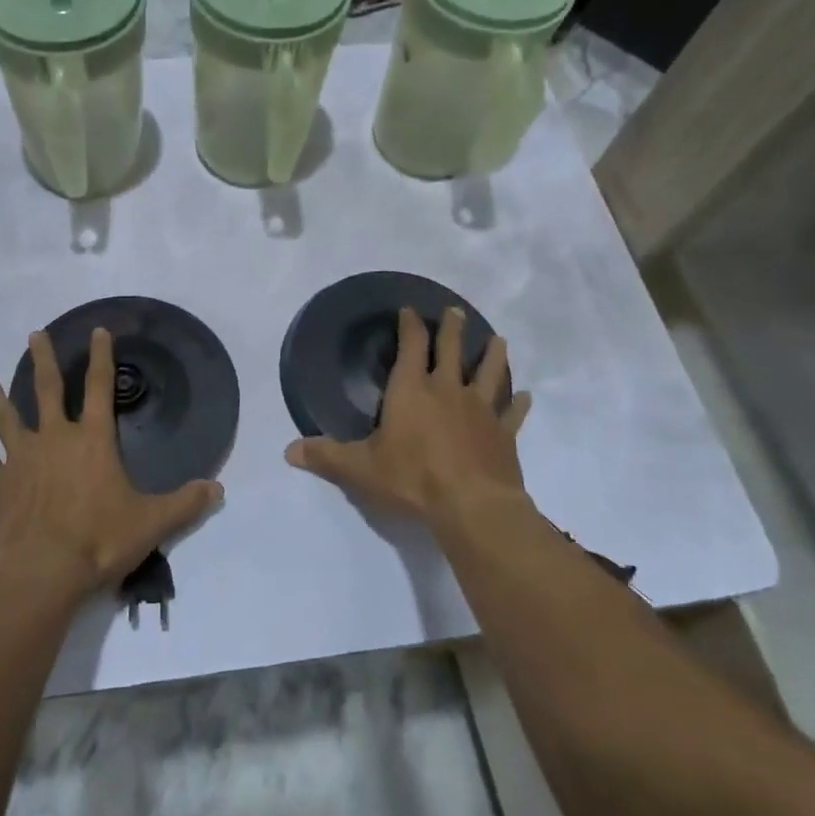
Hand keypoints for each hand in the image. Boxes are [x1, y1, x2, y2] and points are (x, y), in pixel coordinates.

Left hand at [0, 328, 222, 602]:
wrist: (43, 571)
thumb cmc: (100, 540)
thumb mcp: (152, 522)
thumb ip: (185, 503)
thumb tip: (218, 489)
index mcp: (93, 441)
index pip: (102, 388)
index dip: (102, 358)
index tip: (97, 331)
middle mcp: (55, 439)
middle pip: (48, 390)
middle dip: (44, 360)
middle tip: (35, 335)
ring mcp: (22, 459)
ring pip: (6, 417)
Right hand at [285, 307, 533, 530]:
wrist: (472, 506)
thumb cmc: (412, 479)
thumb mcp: (360, 468)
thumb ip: (326, 456)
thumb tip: (288, 451)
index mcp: (411, 391)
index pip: (411, 347)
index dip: (410, 326)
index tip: (410, 310)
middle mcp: (447, 391)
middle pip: (452, 350)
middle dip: (452, 329)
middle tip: (455, 311)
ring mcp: (480, 410)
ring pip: (489, 373)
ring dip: (493, 355)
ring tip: (498, 339)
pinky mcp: (504, 434)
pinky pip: (513, 413)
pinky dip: (519, 403)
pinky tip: (526, 395)